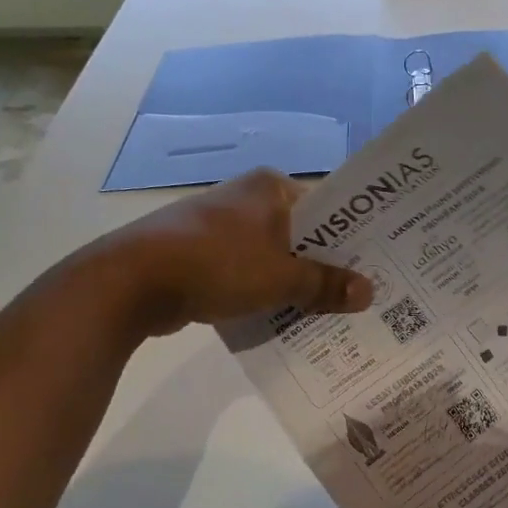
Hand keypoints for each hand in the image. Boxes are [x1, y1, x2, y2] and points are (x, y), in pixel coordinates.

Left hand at [64, 169, 371, 339]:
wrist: (132, 282)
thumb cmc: (217, 265)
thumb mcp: (281, 278)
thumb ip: (326, 285)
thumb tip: (368, 292)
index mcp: (271, 188)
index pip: (327, 208)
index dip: (351, 237)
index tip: (375, 265)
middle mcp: (248, 199)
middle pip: (302, 235)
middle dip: (325, 266)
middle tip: (360, 296)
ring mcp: (221, 226)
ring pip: (274, 257)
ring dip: (295, 284)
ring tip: (329, 313)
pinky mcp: (201, 254)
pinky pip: (248, 273)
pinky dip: (264, 292)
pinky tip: (284, 319)